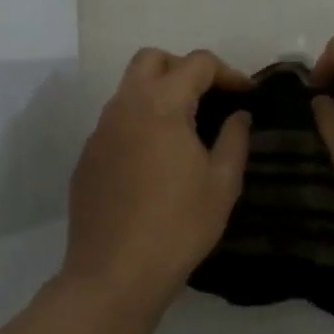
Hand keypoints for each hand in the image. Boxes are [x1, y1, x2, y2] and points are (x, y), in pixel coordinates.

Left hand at [61, 49, 252, 313]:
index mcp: (161, 106)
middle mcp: (124, 107)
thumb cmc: (178, 227)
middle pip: (152, 60)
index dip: (227, 72)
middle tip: (209, 98)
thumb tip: (239, 115)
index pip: (196, 63)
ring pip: (129, 90)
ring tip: (185, 129)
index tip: (246, 95)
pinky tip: (155, 161)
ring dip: (159, 95)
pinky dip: (140, 124)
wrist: (114, 274)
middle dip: (184, 68)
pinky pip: (116, 123)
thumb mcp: (222, 184)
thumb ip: (234, 139)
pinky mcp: (87, 158)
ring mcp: (99, 132)